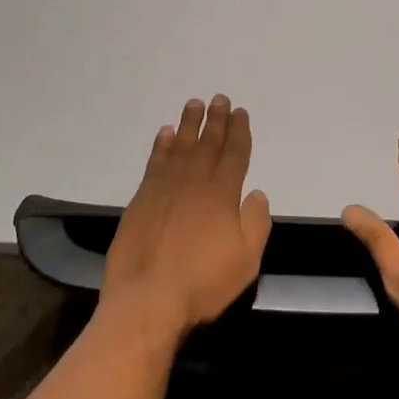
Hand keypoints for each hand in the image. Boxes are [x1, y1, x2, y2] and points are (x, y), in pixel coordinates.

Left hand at [101, 95, 271, 338]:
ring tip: (194, 104)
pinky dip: (162, 145)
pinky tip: (166, 134)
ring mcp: (164, 187)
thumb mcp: (246, 261)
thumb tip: (257, 194)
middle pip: (208, 143)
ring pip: (180, 146)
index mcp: (222, 194)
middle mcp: (193, 182)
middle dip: (216, 120)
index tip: (241, 112)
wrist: (147, 299)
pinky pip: (155, 161)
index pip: (235, 154)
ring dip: (189, 123)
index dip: (239, 132)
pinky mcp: (141, 198)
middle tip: (220, 98)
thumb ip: (255, 224)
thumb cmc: (203, 284)